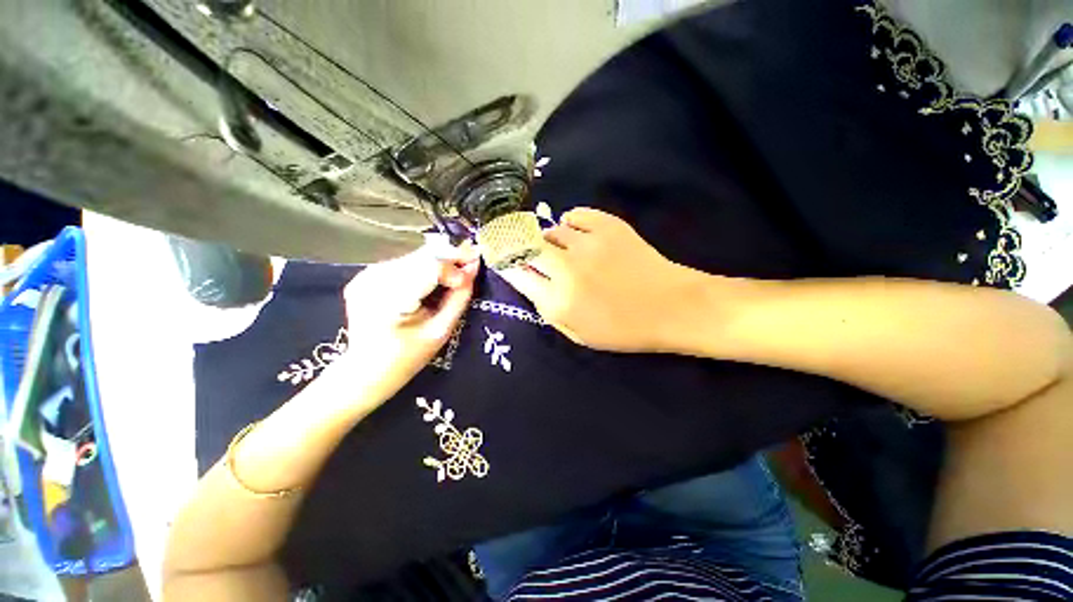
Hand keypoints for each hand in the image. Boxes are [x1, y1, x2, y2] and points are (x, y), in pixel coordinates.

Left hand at [339, 238, 478, 399]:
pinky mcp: (365, 275)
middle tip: (471, 261)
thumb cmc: (407, 358)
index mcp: (388, 300)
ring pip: (413, 258)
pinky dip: (423, 267)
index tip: (474, 270)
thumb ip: (458, 298)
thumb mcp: (440, 331)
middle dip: (449, 259)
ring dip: (438, 262)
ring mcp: (365, 275)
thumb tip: (473, 269)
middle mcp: (373, 280)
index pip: (428, 269)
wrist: (365, 371)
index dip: (454, 267)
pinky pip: (403, 264)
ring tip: (456, 271)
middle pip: (420, 258)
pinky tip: (434, 276)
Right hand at [499, 208, 704, 352]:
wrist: (672, 307)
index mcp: (557, 301)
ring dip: (549, 240)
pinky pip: (575, 215)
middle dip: (518, 244)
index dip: (503, 261)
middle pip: (525, 245)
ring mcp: (588, 244)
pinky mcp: (608, 226)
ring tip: (561, 249)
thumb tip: (531, 281)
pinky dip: (570, 223)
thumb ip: (548, 310)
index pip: (515, 273)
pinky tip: (578, 235)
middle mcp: (566, 270)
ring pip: (550, 230)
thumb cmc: (624, 329)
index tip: (499, 255)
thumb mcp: (578, 334)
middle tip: (525, 248)